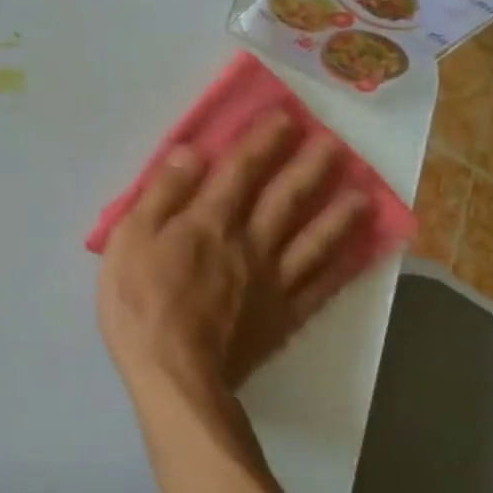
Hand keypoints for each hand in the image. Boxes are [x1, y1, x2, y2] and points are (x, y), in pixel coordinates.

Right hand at [95, 113, 370, 402]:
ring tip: (363, 194)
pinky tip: (358, 256)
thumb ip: (162, 194)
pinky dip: (341, 270)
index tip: (286, 117)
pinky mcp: (282, 318)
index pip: (241, 171)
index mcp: (209, 222)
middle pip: (285, 199)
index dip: (263, 142)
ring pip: (312, 240)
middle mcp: (249, 243)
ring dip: (337, 215)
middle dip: (309, 168)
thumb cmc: (140, 304)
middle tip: (335, 143)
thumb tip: (191, 153)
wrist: (174, 375)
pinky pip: (319, 288)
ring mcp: (272, 282)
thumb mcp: (130, 240)